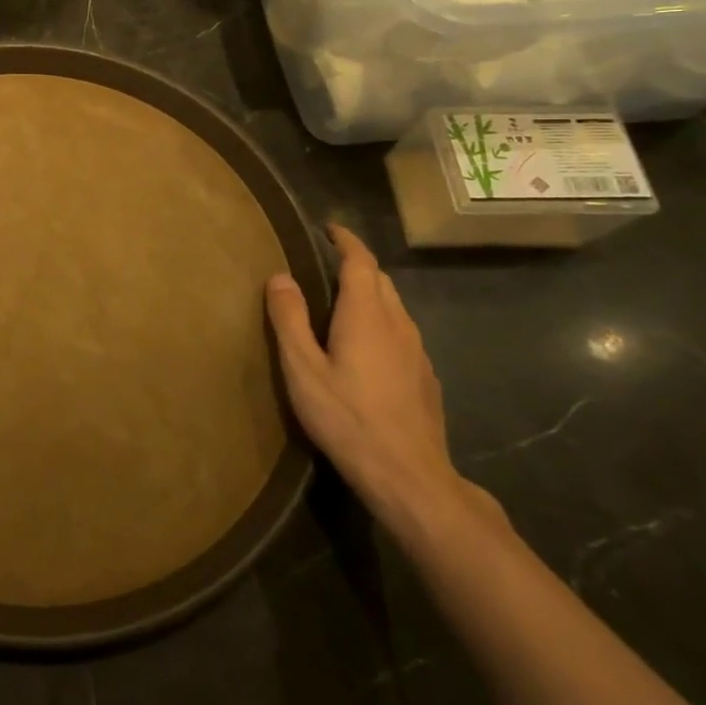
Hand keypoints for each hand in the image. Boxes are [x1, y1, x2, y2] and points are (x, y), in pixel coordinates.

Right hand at [266, 225, 494, 536]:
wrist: (409, 475)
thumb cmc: (347, 417)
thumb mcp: (302, 368)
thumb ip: (290, 319)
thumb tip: (280, 276)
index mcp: (366, 315)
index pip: (360, 261)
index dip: (345, 241)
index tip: (328, 229)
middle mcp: (397, 324)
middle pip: (380, 280)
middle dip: (355, 264)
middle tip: (325, 263)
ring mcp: (417, 351)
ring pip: (394, 306)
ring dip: (370, 292)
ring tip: (341, 300)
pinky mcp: (424, 376)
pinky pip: (401, 331)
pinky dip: (381, 320)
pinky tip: (366, 345)